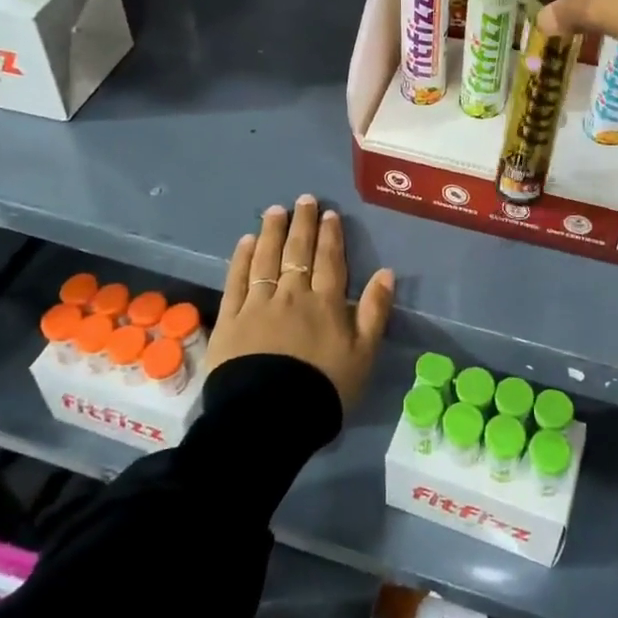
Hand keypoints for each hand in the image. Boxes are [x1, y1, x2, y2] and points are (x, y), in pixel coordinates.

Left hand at [209, 195, 393, 410]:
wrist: (269, 417)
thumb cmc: (323, 389)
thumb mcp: (364, 354)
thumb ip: (375, 311)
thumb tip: (386, 272)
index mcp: (326, 302)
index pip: (329, 260)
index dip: (330, 235)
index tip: (329, 213)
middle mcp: (292, 294)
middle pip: (297, 251)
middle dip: (303, 223)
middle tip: (304, 200)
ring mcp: (258, 304)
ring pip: (266, 258)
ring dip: (272, 232)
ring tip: (275, 211)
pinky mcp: (231, 319)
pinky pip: (237, 280)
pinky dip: (241, 258)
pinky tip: (245, 242)